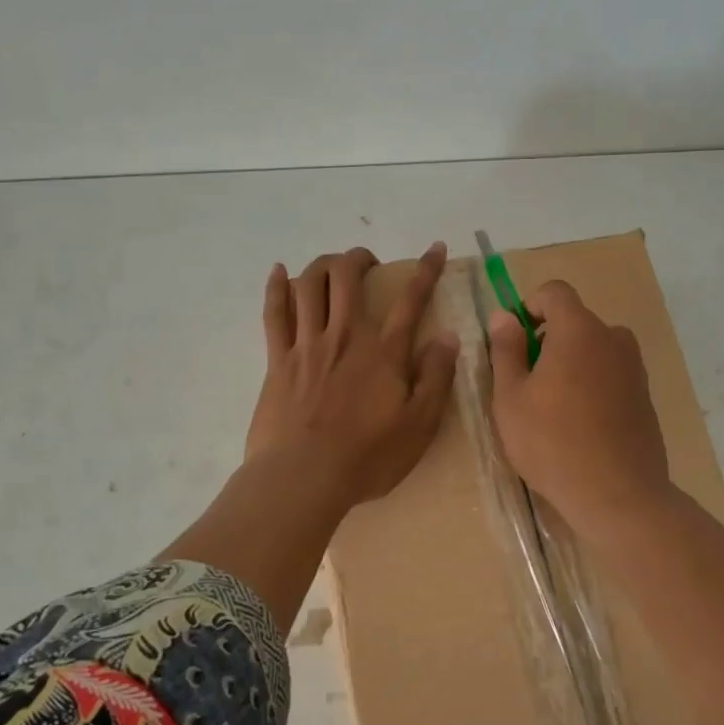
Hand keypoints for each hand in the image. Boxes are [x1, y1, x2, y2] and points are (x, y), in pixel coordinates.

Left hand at [246, 243, 458, 510]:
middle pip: (348, 277)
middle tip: (368, 263)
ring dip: (322, 265)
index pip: (411, 299)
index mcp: (384, 352)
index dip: (426, 269)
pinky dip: (276, 287)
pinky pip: (274, 313)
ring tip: (331, 266)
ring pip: (310, 286)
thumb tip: (448, 336)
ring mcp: (308, 345)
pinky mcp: (278, 360)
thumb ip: (436, 377)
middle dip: (359, 259)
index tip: (435, 247)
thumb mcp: (420, 424)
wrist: (304, 477)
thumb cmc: (368, 456)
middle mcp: (345, 336)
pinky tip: (278, 271)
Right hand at [488, 279, 670, 523]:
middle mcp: (613, 339)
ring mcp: (634, 368)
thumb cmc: (552, 442)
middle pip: (576, 321)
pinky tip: (580, 425)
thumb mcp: (511, 397)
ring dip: (572, 362)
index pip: (555, 292)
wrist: (618, 495)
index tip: (516, 339)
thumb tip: (505, 316)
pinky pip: (612, 374)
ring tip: (553, 405)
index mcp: (578, 330)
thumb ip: (506, 350)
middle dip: (549, 339)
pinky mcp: (645, 396)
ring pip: (595, 349)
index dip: (530, 306)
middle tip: (528, 381)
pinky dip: (593, 384)